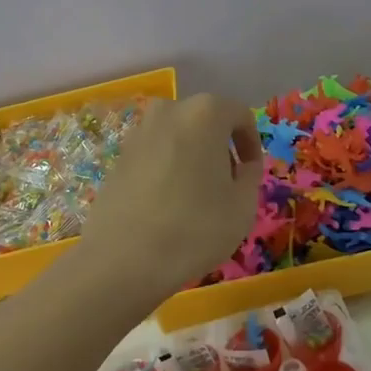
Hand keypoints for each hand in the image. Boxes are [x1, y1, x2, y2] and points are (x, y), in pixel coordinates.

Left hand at [83, 94, 264, 296]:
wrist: (121, 259)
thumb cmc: (194, 228)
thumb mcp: (243, 206)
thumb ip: (251, 176)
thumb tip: (243, 166)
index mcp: (205, 112)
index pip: (240, 115)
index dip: (252, 144)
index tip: (252, 173)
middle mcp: (169, 110)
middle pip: (206, 122)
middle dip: (221, 148)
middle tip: (227, 186)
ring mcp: (139, 131)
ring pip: (179, 137)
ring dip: (193, 158)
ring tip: (197, 198)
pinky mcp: (119, 156)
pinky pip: (156, 154)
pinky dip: (168, 169)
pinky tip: (168, 205)